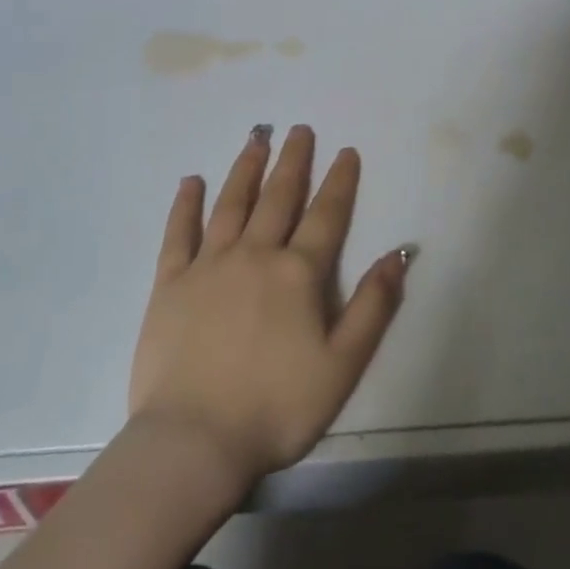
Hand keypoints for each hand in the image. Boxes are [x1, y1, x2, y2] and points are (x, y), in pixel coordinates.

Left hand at [128, 124, 409, 492]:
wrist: (195, 440)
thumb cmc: (277, 407)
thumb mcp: (342, 365)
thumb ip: (373, 306)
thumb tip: (399, 254)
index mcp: (298, 274)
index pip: (326, 216)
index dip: (339, 182)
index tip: (346, 151)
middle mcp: (255, 256)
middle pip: (278, 198)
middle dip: (293, 161)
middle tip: (299, 129)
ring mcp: (208, 266)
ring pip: (231, 205)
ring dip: (245, 169)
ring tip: (256, 138)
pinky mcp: (170, 284)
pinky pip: (179, 234)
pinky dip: (185, 205)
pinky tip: (191, 181)